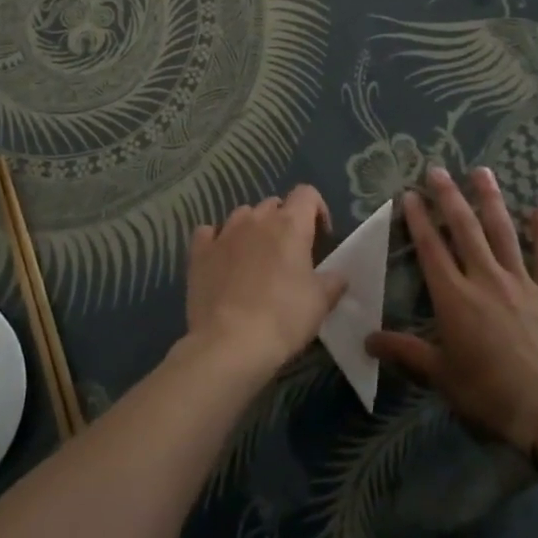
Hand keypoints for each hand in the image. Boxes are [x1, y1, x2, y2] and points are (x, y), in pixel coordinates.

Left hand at [185, 186, 346, 378]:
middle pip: (274, 205)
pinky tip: (222, 258)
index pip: (307, 194)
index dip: (317, 209)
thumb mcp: (320, 303)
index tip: (321, 236)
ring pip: (242, 215)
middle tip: (289, 253)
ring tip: (256, 256)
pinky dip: (217, 240)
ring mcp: (224, 233)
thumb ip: (333, 282)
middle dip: (284, 221)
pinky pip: (209, 233)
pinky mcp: (199, 252)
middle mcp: (256, 220)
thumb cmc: (283, 318)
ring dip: (252, 228)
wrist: (229, 343)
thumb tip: (338, 275)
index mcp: (290, 225)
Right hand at [367, 167, 537, 455]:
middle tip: (438, 170)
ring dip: (490, 200)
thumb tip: (367, 340)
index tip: (410, 194)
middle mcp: (486, 279)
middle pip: (464, 229)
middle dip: (449, 197)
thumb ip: (406, 352)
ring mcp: (522, 283)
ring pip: (503, 232)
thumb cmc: (490, 396)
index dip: (418, 219)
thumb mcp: (441, 376)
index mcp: (455, 298)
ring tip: (482, 171)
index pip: (431, 248)